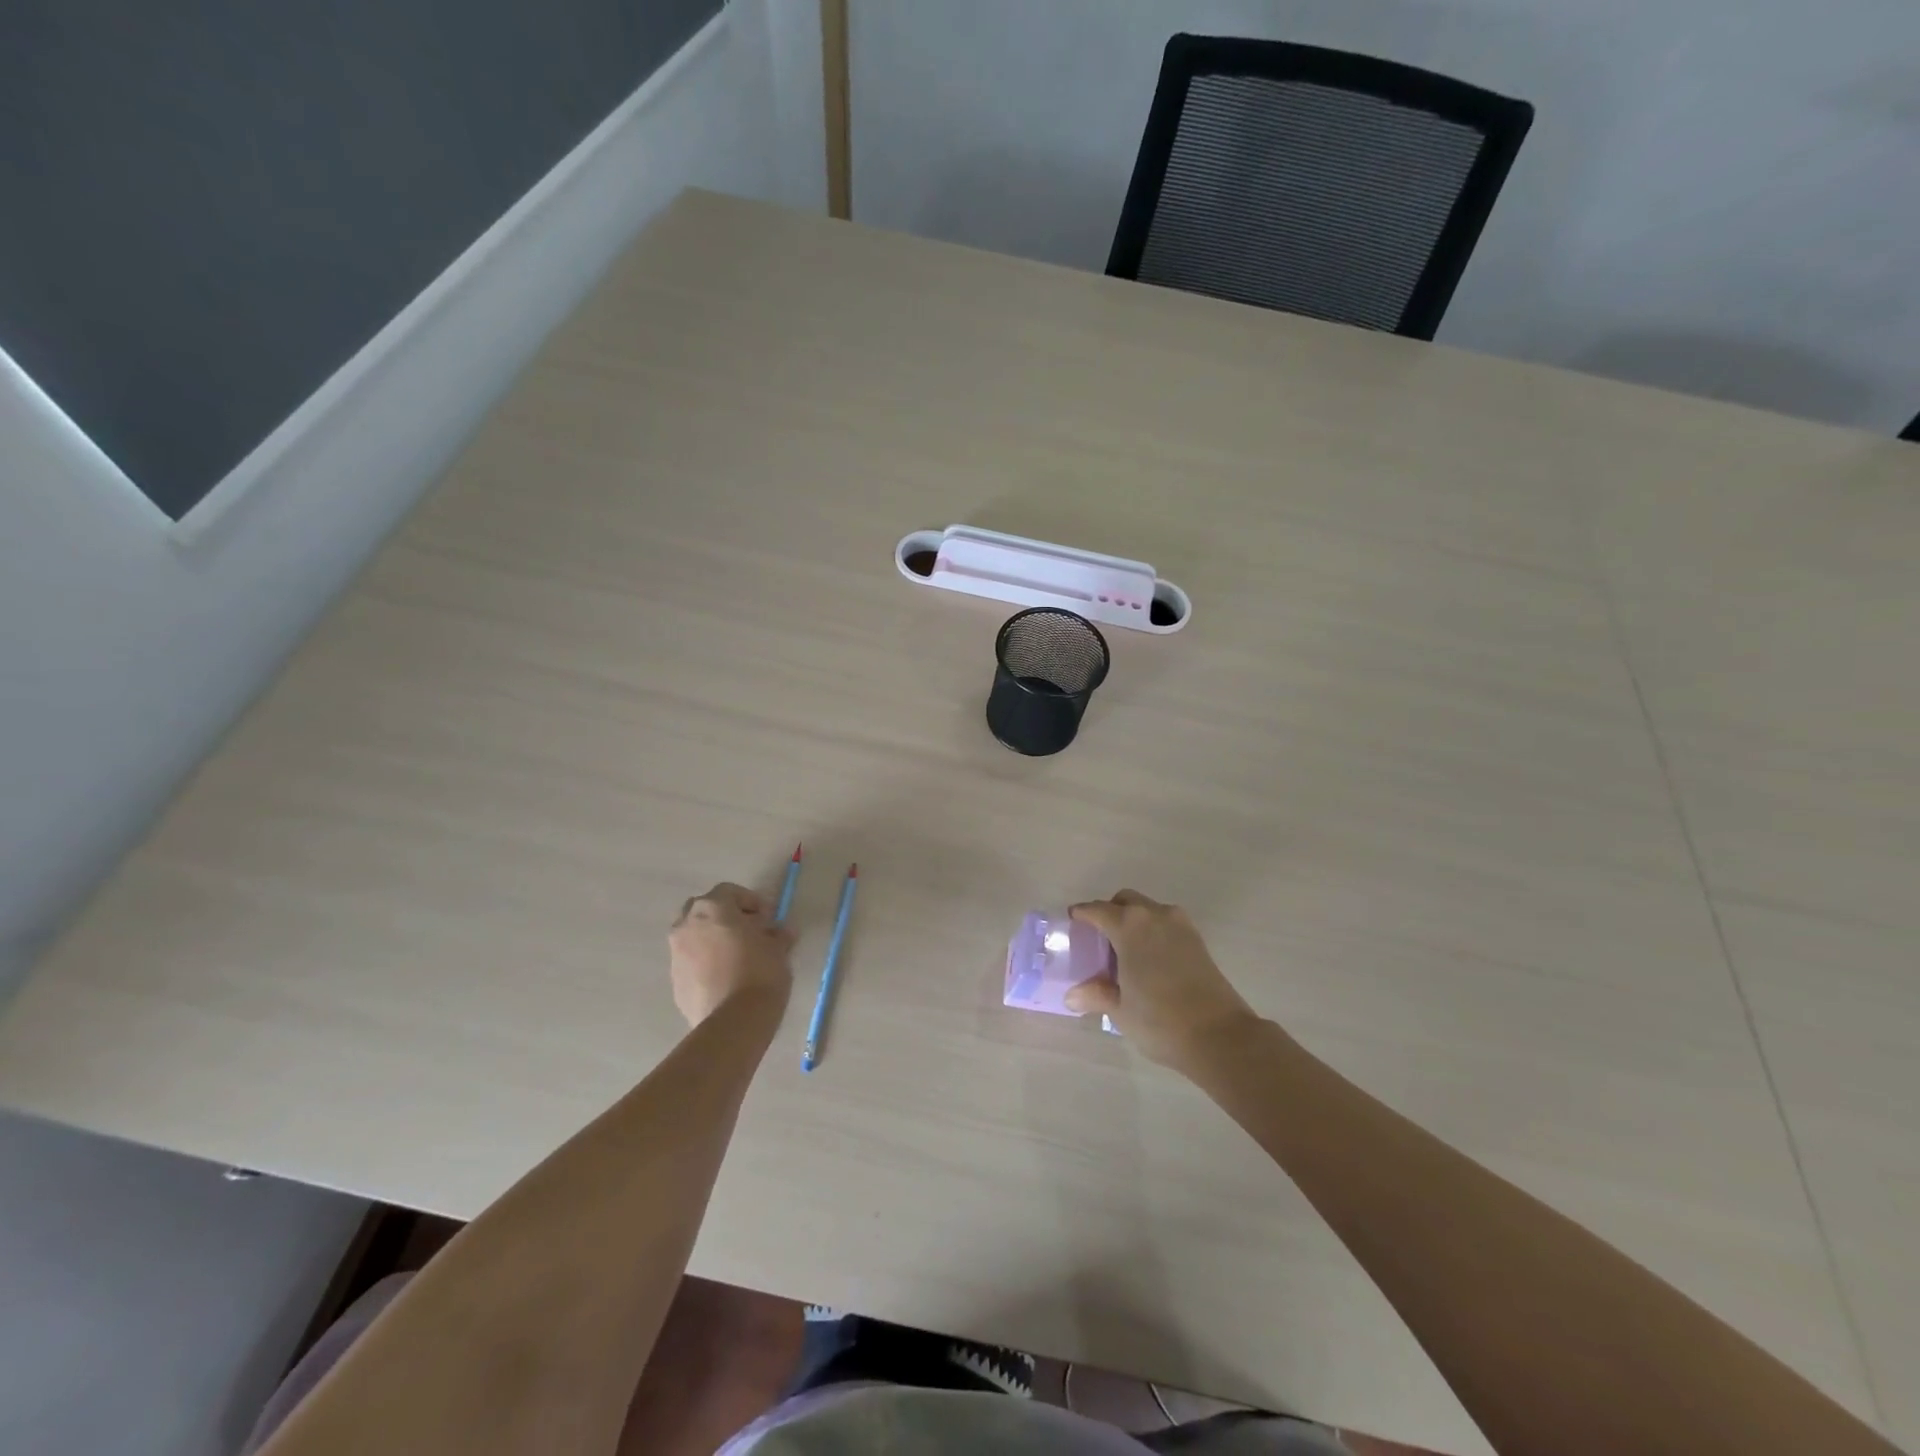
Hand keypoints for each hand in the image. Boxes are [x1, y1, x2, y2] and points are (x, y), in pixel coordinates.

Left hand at [668, 883, 794, 1027]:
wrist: (734, 1021)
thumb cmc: (760, 972)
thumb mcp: (778, 948)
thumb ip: (776, 934)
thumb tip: (780, 933)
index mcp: (712, 908)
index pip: (729, 891)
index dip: (750, 901)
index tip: (767, 918)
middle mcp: (687, 925)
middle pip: (704, 910)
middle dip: (724, 917)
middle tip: (748, 932)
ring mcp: (676, 954)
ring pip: (694, 936)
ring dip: (712, 940)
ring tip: (737, 957)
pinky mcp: (674, 981)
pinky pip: (691, 962)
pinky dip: (705, 963)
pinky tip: (725, 978)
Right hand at [1064, 890, 1259, 1071]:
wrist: (1220, 1036)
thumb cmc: (1160, 1020)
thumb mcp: (1120, 1009)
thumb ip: (1096, 994)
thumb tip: (1073, 995)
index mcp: (1129, 926)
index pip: (1097, 910)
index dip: (1082, 914)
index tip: (1072, 921)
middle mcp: (1154, 916)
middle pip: (1125, 901)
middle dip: (1110, 912)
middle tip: (1099, 938)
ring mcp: (1181, 926)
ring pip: (1149, 910)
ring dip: (1134, 921)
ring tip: (1125, 951)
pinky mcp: (1198, 941)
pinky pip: (1167, 924)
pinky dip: (1153, 932)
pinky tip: (1149, 960)